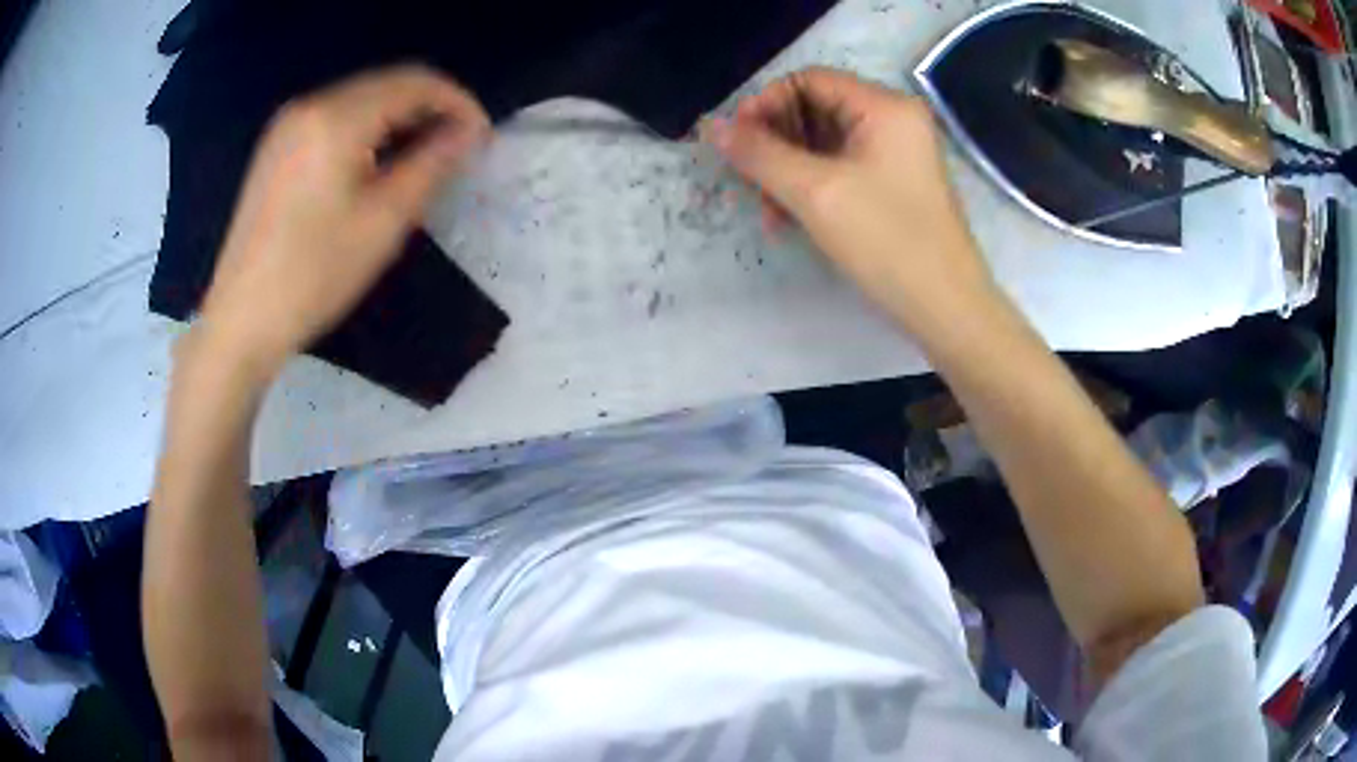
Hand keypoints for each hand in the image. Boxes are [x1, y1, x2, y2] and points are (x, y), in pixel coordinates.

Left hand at [194, 66, 490, 378]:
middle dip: (430, 107)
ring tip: (426, 155)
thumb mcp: (384, 221)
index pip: (414, 82)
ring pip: (362, 99)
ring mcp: (288, 125)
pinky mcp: (277, 146)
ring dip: (400, 118)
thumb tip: (468, 133)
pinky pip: (336, 118)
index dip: (457, 102)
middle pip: (387, 84)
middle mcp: (310, 106)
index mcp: (336, 119)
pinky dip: (368, 129)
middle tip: (459, 147)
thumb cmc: (314, 275)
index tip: (482, 136)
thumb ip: (432, 164)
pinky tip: (379, 160)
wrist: (241, 319)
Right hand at [703, 68, 996, 337]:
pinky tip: (788, 219)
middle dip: (774, 143)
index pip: (808, 81)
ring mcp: (896, 154)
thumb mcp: (815, 193)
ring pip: (823, 144)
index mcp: (884, 106)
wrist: (946, 309)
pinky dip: (810, 188)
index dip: (765, 104)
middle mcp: (892, 120)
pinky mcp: (893, 185)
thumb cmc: (886, 241)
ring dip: (786, 171)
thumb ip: (759, 154)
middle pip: (814, 110)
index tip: (734, 143)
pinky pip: (840, 170)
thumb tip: (711, 126)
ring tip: (766, 212)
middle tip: (745, 180)